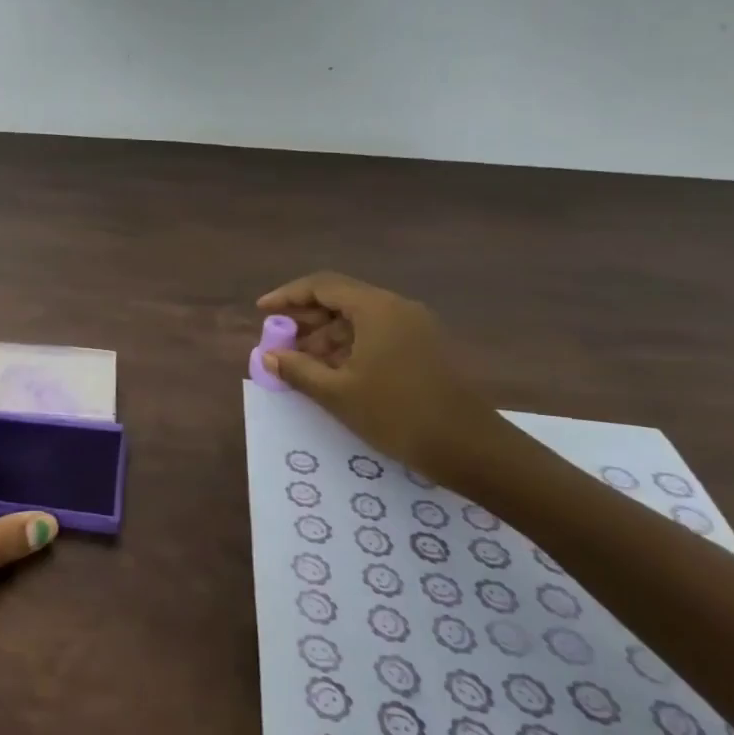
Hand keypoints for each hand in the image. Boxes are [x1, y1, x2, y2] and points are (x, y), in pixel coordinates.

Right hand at [257, 272, 503, 483]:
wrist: (472, 449)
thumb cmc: (398, 414)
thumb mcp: (338, 393)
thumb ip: (298, 369)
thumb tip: (269, 356)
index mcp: (376, 308)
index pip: (322, 285)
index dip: (287, 296)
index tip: (261, 312)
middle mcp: (396, 308)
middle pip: (340, 300)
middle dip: (305, 319)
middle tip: (278, 341)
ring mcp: (414, 328)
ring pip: (358, 320)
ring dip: (325, 337)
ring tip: (301, 364)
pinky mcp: (424, 348)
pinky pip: (376, 335)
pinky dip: (348, 348)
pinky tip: (333, 373)